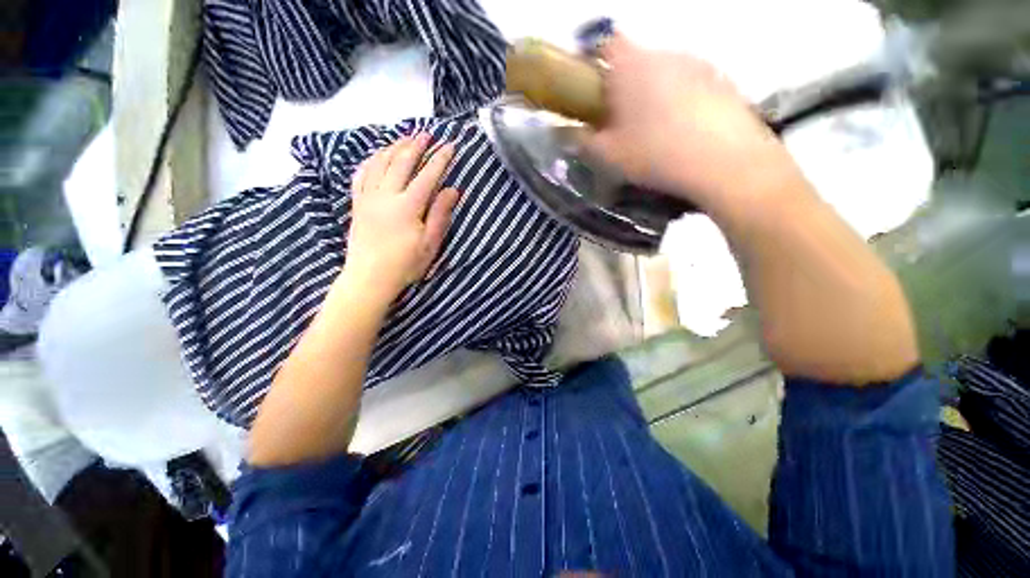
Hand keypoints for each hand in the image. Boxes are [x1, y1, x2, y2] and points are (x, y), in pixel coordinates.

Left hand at [345, 133, 459, 300]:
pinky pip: (361, 174)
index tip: (450, 145)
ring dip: (394, 147)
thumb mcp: (430, 243)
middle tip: (426, 134)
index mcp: (408, 206)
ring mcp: (368, 197)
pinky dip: (371, 161)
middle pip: (401, 162)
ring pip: (380, 163)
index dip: (440, 159)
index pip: (427, 175)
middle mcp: (386, 195)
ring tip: (405, 138)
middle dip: (416, 145)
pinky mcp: (357, 203)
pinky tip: (377, 156)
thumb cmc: (405, 264)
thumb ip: (441, 214)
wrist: (369, 277)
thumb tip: (452, 190)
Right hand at [587, 34, 802, 216]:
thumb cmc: (655, 154)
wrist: (725, 162)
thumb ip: (580, 140)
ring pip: (663, 71)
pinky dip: (680, 100)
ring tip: (654, 130)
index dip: (593, 61)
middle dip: (623, 85)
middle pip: (635, 60)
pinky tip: (683, 131)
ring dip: (652, 92)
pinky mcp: (722, 79)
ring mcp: (697, 63)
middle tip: (620, 121)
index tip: (590, 90)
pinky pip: (690, 82)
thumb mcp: (608, 155)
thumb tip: (559, 131)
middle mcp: (665, 52)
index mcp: (631, 65)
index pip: (605, 43)